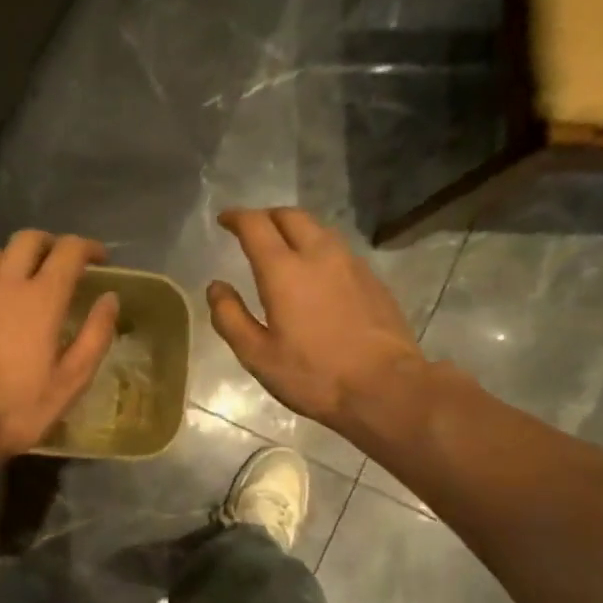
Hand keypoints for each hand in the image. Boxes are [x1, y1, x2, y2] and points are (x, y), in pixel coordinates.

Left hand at [0, 230, 118, 470]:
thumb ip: (95, 336)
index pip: (68, 250)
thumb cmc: (16, 408)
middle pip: (28, 239)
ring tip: (26, 281)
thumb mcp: (70, 382)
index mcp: (41, 299)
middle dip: (51, 244)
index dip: (88, 248)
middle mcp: (4, 283)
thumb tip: (110, 299)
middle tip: (63, 264)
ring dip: (16, 258)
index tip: (100, 259)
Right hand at [208, 208, 431, 439]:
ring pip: (319, 229)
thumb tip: (216, 287)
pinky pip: (339, 249)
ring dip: (295, 229)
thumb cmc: (314, 374)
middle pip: (291, 216)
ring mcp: (351, 264)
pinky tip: (316, 272)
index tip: (224, 220)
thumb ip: (230, 317)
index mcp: (284, 270)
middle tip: (252, 230)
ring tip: (283, 247)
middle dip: (267, 216)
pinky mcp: (372, 279)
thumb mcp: (257, 355)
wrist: (385, 386)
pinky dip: (318, 248)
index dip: (236, 217)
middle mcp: (319, 255)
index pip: (256, 225)